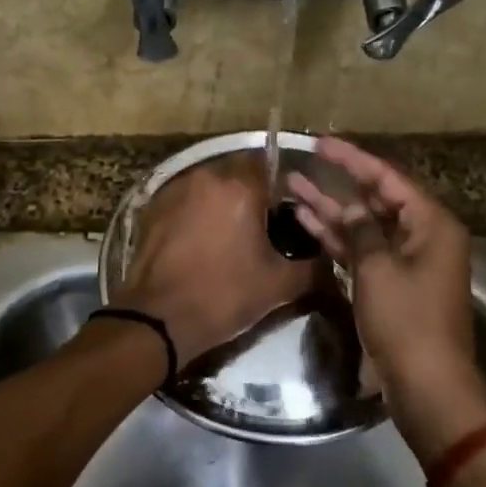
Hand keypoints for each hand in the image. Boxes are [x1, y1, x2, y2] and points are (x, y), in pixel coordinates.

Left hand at [112, 151, 315, 367]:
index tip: (290, 211)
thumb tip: (331, 259)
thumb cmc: (224, 296)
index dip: (284, 187)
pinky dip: (197, 212)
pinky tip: (201, 240)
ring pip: (210, 186)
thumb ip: (313, 267)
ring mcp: (175, 189)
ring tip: (230, 234)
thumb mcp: (279, 285)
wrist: (157, 320)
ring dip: (223, 202)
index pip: (272, 166)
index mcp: (241, 188)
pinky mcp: (153, 206)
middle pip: (239, 174)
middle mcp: (207, 177)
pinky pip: (186, 199)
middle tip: (262, 226)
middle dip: (252, 194)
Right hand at [287, 139, 485, 460]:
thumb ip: (361, 230)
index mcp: (430, 223)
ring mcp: (405, 261)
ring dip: (331, 210)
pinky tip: (305, 223)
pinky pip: (361, 252)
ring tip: (293, 188)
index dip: (352, 159)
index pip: (387, 178)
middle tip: (303, 164)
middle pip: (375, 200)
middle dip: (338, 183)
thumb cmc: (407, 320)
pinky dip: (337, 239)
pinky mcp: (390, 285)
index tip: (321, 143)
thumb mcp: (378, 268)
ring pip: (363, 226)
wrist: (427, 386)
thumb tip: (351, 208)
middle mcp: (421, 236)